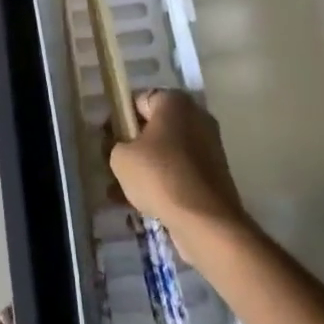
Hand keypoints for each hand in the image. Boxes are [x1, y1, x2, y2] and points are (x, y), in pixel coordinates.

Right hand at [110, 90, 248, 258]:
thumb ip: (114, 145)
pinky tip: (143, 206)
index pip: (139, 101)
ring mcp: (209, 148)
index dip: (120, 118)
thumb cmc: (160, 176)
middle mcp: (197, 117)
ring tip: (123, 193)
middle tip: (116, 166)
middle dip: (134, 146)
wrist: (206, 222)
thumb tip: (120, 146)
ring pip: (167, 153)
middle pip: (155, 128)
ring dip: (147, 169)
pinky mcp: (214, 176)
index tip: (108, 139)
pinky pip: (181, 173)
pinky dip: (164, 185)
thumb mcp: (121, 158)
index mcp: (175, 102)